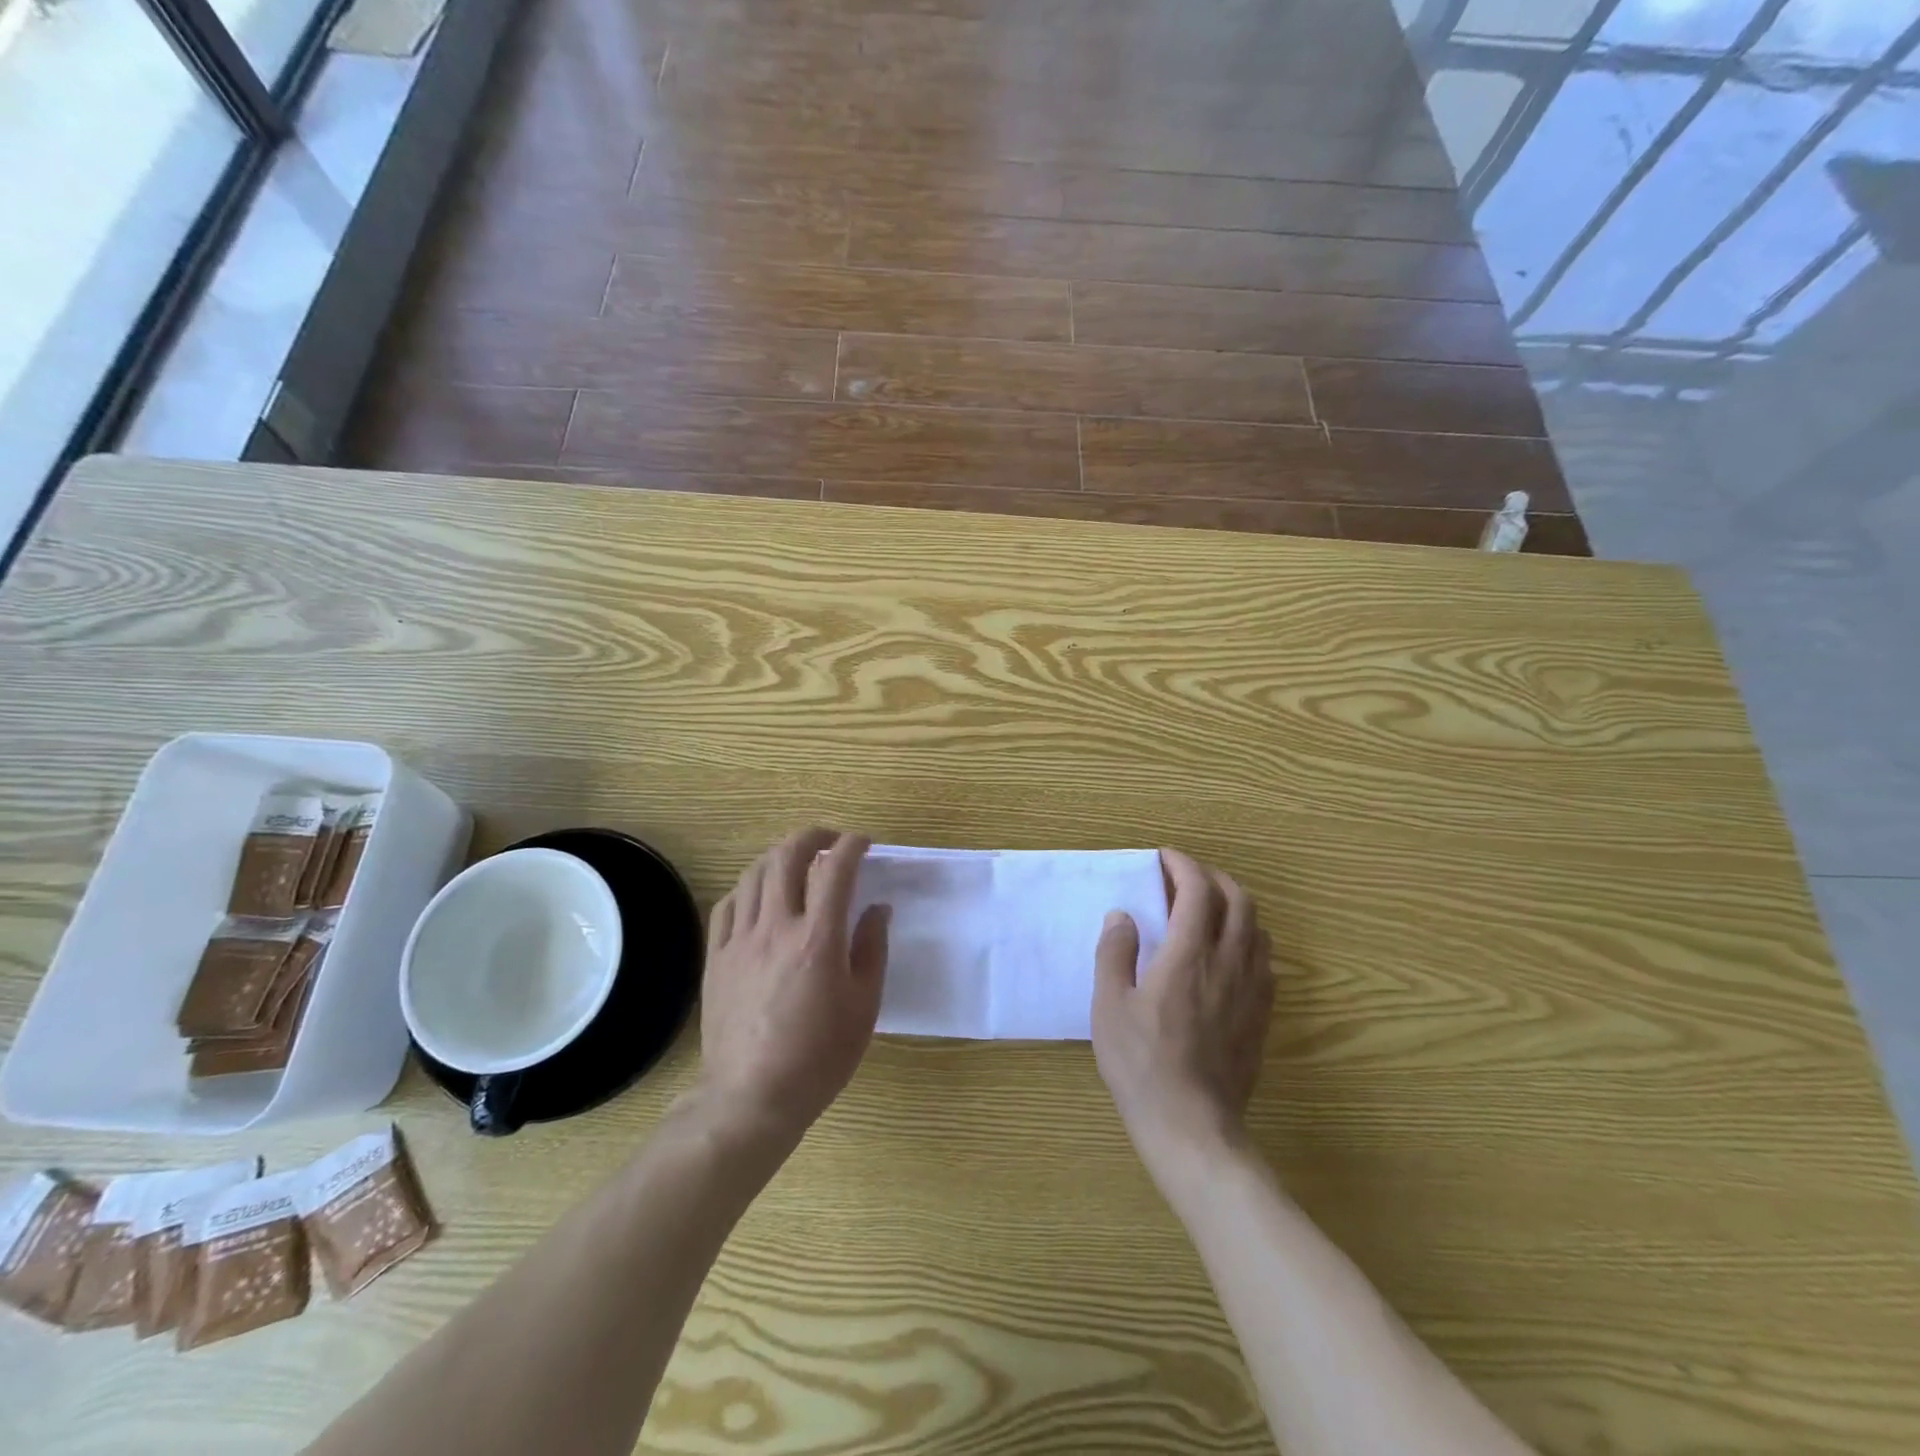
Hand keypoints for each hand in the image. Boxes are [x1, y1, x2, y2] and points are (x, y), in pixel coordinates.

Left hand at [699, 829, 889, 1141]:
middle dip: (812, 837)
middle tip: (830, 840)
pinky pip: (727, 905)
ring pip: (754, 874)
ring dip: (778, 856)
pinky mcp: (716, 958)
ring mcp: (740, 940)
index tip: (864, 842)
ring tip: (795, 861)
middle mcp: (776, 927)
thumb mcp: (864, 1006)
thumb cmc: (819, 1056)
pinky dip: (747, 887)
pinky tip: (758, 894)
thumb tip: (878, 909)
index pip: (835, 870)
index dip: (852, 846)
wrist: (753, 1097)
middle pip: (787, 857)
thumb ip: (871, 949)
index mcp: (818, 938)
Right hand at [1091, 849, 1273, 1164]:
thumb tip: (1122, 915)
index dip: (1183, 865)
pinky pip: (1265, 960)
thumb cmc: (1142, 1064)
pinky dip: (1247, 939)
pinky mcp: (1262, 1015)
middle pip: (1238, 900)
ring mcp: (1252, 990)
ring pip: (1258, 928)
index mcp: (1188, 955)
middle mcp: (1228, 963)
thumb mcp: (1109, 1006)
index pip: (1198, 891)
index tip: (1164, 858)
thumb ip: (1115, 953)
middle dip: (1213, 878)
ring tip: (1206, 910)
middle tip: (1185, 878)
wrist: (1192, 1126)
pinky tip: (1226, 954)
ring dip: (1234, 906)